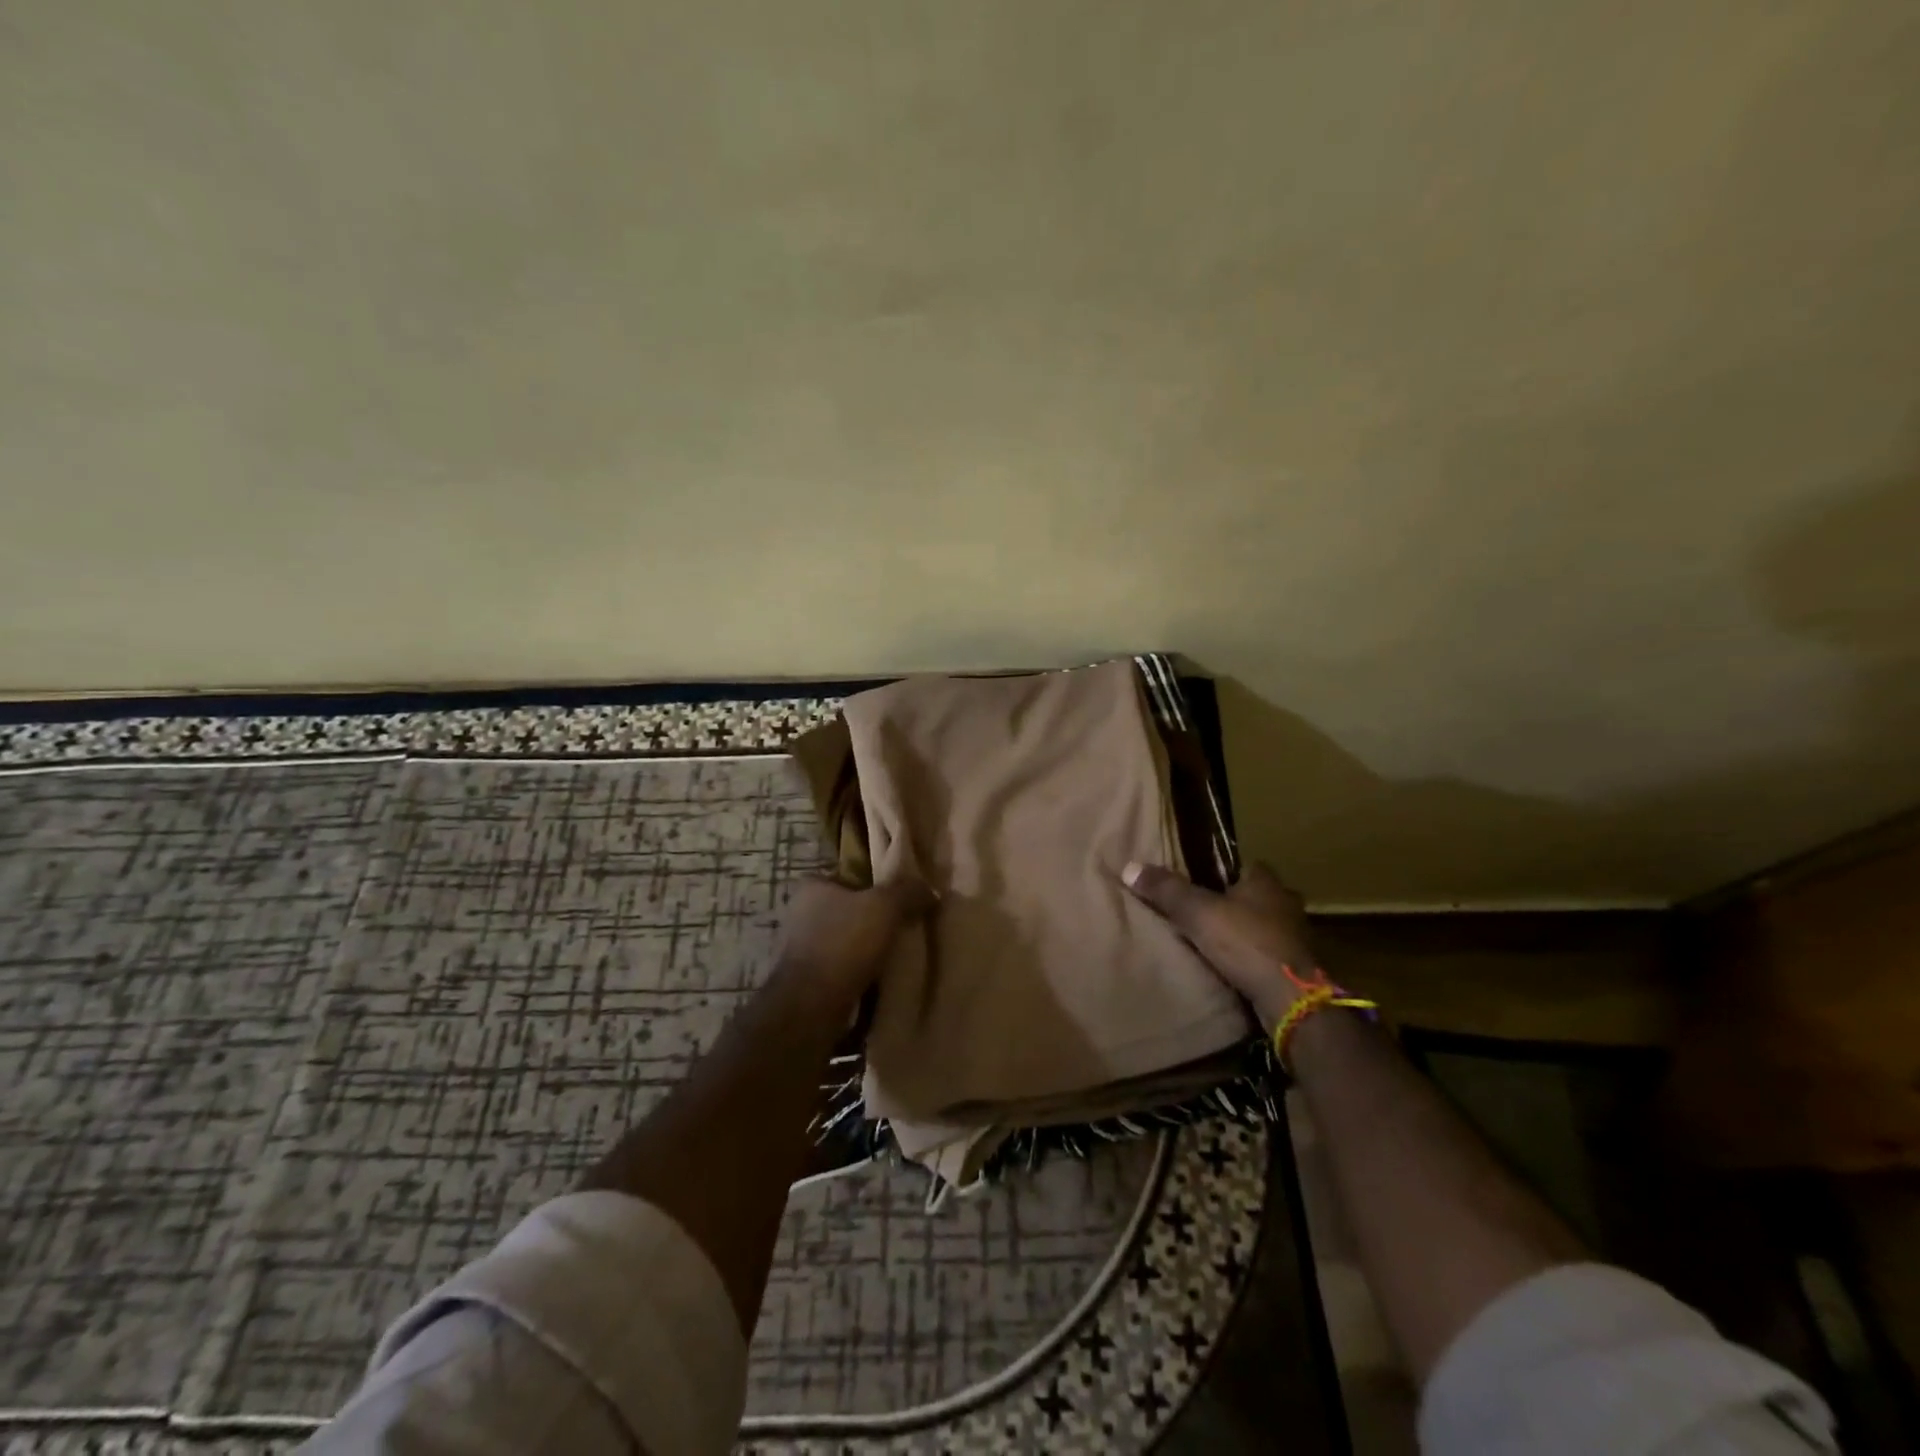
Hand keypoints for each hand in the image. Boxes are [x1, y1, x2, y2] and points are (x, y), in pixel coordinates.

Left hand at [776, 877, 934, 990]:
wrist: (811, 1006)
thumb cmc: (844, 943)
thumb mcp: (885, 907)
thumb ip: (908, 891)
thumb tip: (930, 891)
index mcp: (812, 888)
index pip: (850, 877)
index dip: (877, 886)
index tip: (902, 900)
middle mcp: (800, 914)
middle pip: (850, 910)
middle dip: (874, 920)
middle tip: (907, 928)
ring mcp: (800, 950)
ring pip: (846, 942)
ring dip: (867, 950)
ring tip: (898, 957)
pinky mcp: (806, 981)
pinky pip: (842, 969)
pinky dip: (859, 973)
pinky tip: (881, 981)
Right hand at [1122, 860, 1316, 1031]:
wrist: (1290, 998)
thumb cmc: (1245, 942)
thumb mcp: (1198, 912)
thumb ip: (1166, 890)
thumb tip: (1129, 866)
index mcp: (1266, 881)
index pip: (1245, 865)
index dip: (1223, 871)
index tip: (1200, 880)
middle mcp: (1286, 903)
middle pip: (1255, 896)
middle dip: (1234, 903)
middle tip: (1204, 912)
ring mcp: (1296, 936)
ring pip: (1264, 925)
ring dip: (1245, 931)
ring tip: (1214, 941)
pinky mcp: (1297, 967)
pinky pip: (1268, 953)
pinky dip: (1252, 956)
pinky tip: (1233, 966)